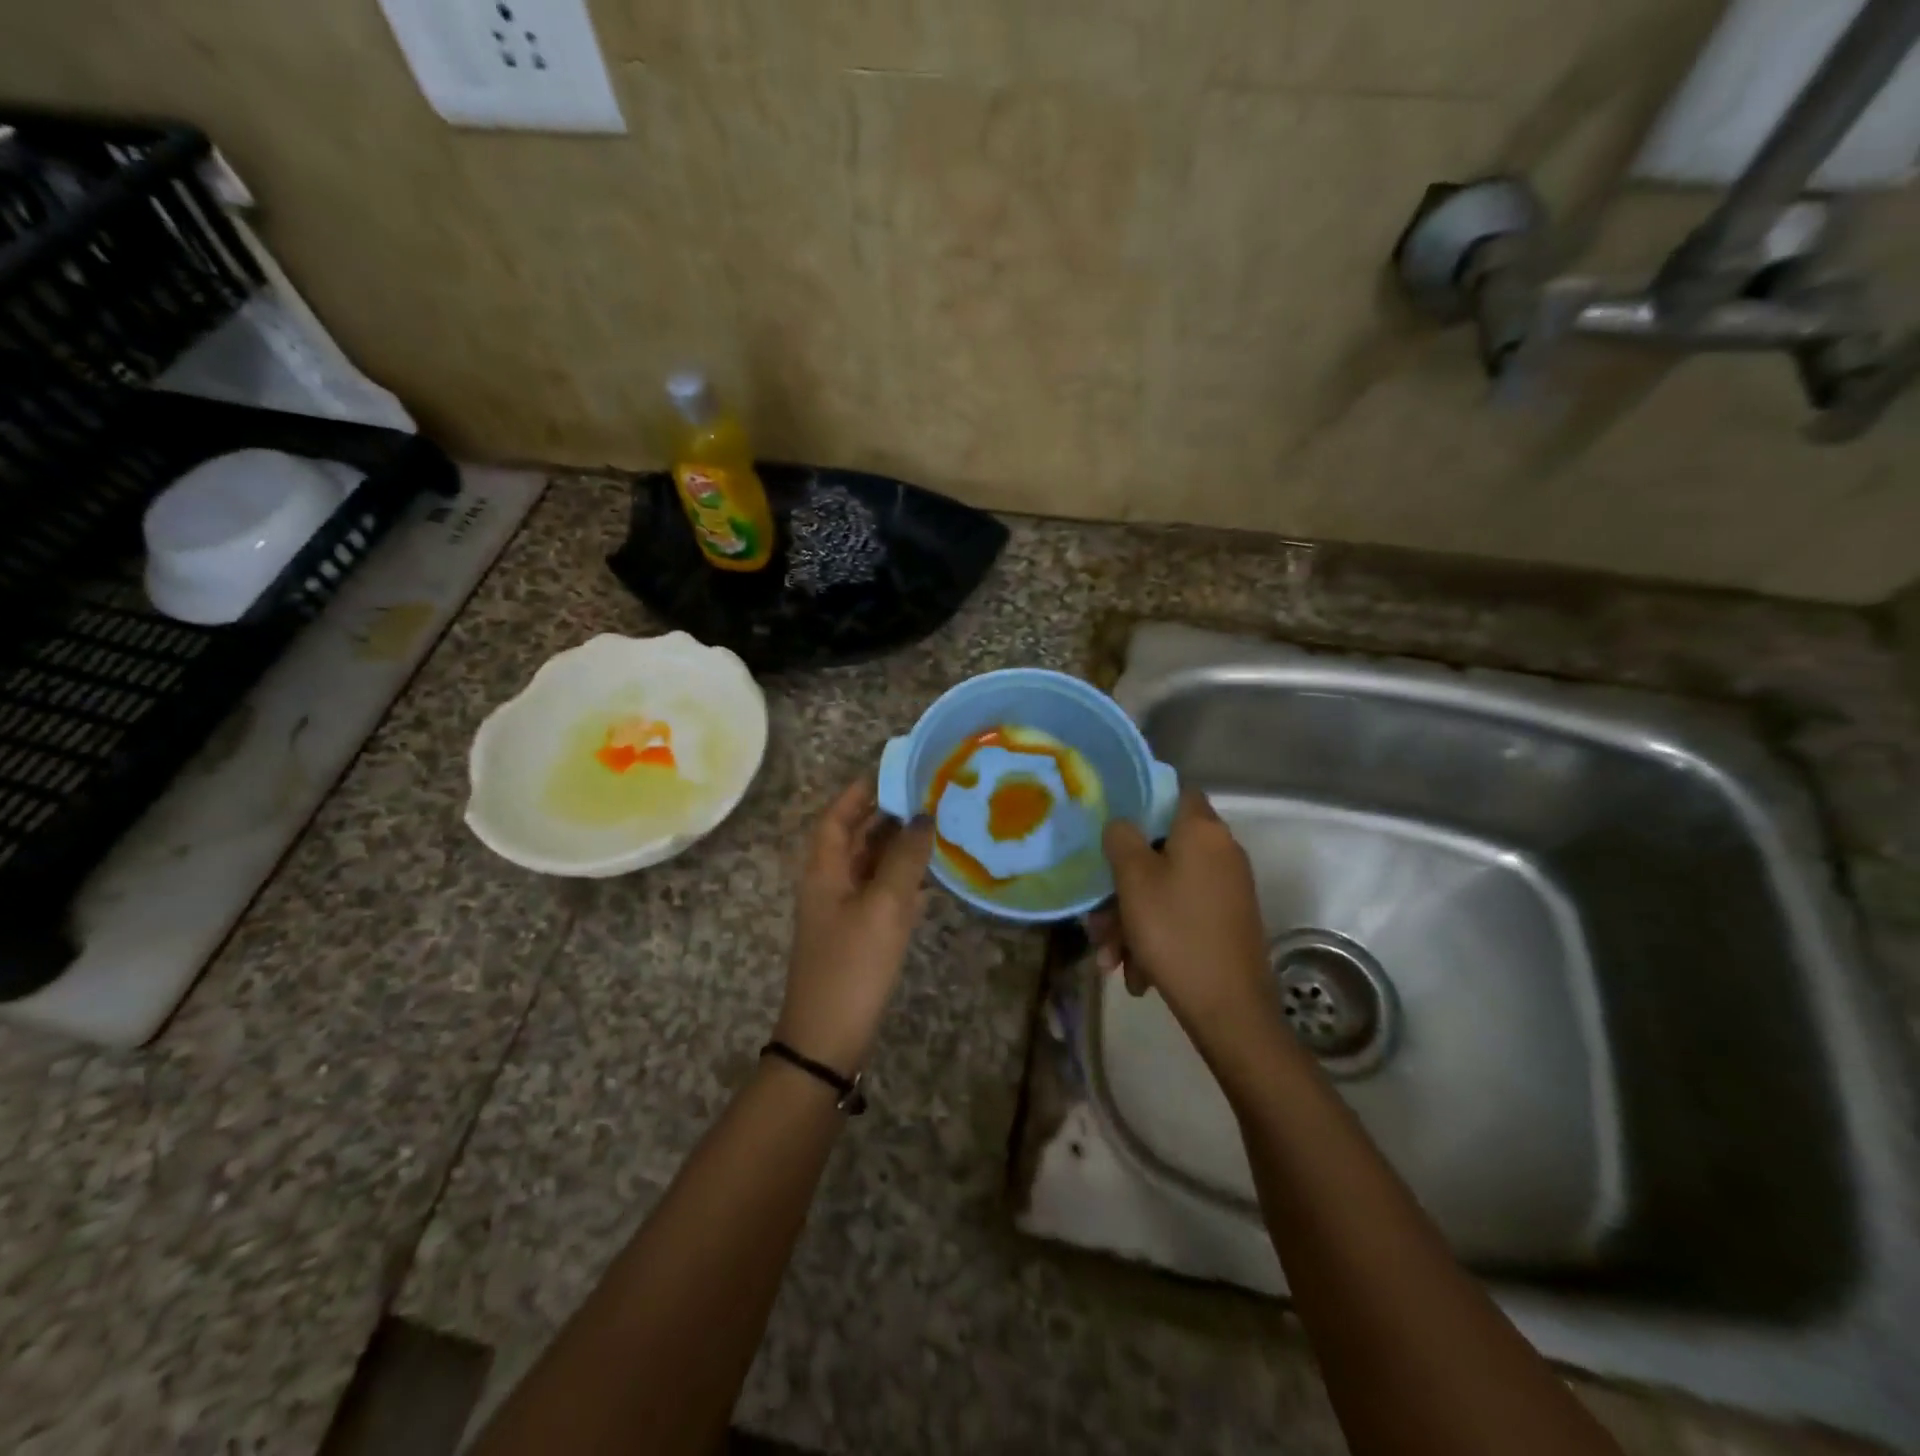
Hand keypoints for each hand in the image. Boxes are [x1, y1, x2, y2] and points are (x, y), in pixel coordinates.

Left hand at [776, 776, 934, 1074]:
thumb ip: (905, 858)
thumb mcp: (883, 906)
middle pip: (857, 836)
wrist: (829, 1038)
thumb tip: (923, 817)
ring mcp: (844, 909)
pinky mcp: (860, 933)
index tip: (895, 770)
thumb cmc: (852, 964)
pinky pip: (882, 893)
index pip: (838, 815)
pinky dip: (904, 880)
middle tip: (929, 796)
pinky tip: (932, 878)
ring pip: (872, 865)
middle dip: (889, 815)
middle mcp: (831, 881)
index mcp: (824, 868)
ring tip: (938, 827)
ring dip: (900, 847)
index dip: (862, 790)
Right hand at [1092, 790, 1271, 1045]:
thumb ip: (1121, 839)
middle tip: (1098, 918)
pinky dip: (1155, 936)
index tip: (1112, 826)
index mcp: (1203, 831)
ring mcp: (1227, 889)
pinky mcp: (1227, 921)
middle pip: (1161, 851)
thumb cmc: (1176, 931)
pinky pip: (1181, 914)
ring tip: (1111, 959)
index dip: (1142, 802)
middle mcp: (1221, 852)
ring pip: (1165, 889)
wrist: (1229, 1009)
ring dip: (1131, 920)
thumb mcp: (1134, 880)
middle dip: (1123, 885)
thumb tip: (1122, 824)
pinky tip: (1136, 973)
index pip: (1175, 792)